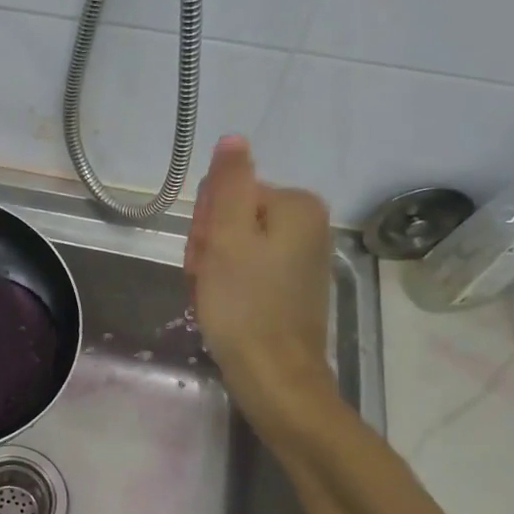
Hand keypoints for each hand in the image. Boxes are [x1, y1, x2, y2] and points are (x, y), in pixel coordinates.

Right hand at [185, 135, 334, 424]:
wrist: (274, 377)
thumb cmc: (244, 304)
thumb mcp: (228, 236)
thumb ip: (230, 183)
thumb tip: (234, 137)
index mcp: (296, 205)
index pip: (228, 192)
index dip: (207, 224)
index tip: (206, 256)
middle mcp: (307, 224)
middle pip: (233, 217)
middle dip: (210, 246)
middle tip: (207, 278)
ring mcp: (300, 257)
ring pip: (234, 245)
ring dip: (213, 267)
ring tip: (213, 296)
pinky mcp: (291, 286)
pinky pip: (246, 270)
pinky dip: (228, 285)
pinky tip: (223, 307)